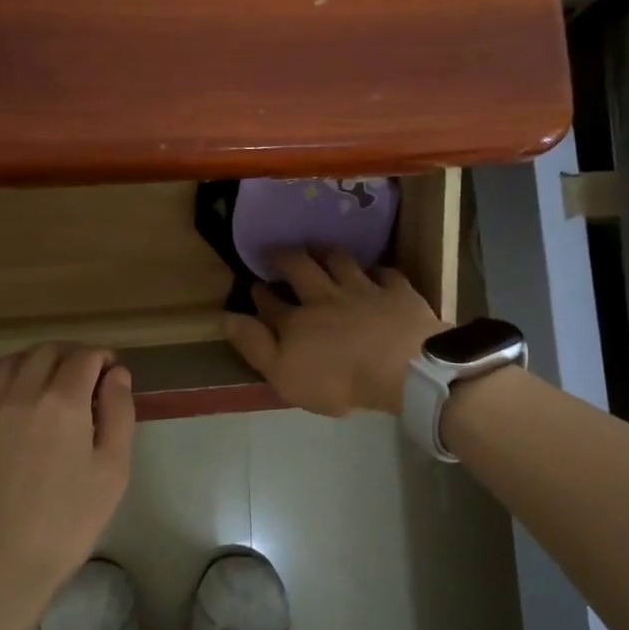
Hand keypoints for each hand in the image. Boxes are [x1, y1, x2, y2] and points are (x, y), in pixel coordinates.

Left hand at [0, 344, 135, 608]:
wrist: (1, 567)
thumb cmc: (67, 523)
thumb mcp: (112, 472)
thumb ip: (119, 415)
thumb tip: (117, 374)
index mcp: (64, 403)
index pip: (85, 358)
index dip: (102, 358)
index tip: (111, 373)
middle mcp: (22, 395)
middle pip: (46, 352)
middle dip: (70, 355)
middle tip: (84, 377)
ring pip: (7, 363)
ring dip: (32, 360)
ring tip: (45, 377)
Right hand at [222, 248, 445, 416]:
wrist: (401, 368)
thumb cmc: (339, 380)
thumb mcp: (284, 375)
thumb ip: (255, 346)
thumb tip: (226, 317)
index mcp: (296, 321)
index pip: (271, 303)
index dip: (260, 294)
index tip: (254, 287)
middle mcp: (326, 297)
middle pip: (301, 269)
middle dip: (285, 257)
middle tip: (277, 251)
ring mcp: (363, 290)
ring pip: (341, 261)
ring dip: (327, 253)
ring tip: (320, 249)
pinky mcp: (397, 292)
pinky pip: (385, 274)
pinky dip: (377, 271)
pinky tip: (376, 273)